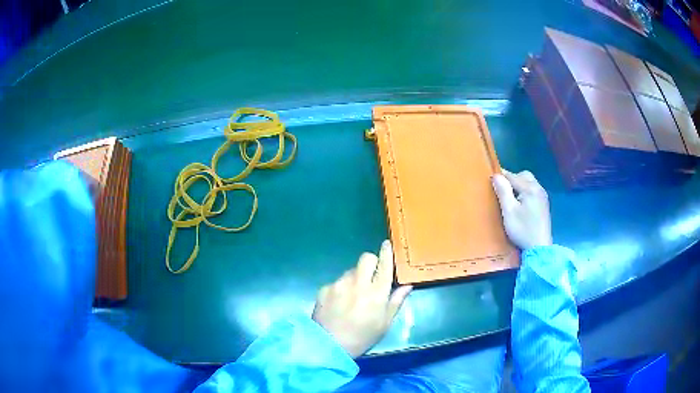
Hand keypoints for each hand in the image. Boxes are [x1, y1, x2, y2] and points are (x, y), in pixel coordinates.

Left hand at [312, 240, 412, 357]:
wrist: (329, 346)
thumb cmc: (362, 337)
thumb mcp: (385, 323)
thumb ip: (396, 301)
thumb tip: (407, 285)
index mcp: (377, 293)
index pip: (384, 265)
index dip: (387, 252)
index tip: (387, 244)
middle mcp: (358, 283)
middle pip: (366, 258)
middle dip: (371, 262)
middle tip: (371, 275)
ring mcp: (339, 284)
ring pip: (351, 270)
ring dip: (355, 277)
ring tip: (353, 295)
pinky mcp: (324, 288)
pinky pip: (337, 281)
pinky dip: (341, 288)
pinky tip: (339, 303)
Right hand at [492, 169, 552, 249]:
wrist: (539, 247)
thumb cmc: (523, 229)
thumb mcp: (509, 212)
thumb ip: (503, 192)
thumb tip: (496, 175)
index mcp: (530, 188)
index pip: (512, 176)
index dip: (501, 177)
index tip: (491, 180)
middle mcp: (538, 188)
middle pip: (524, 175)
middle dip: (512, 179)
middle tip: (503, 190)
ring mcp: (543, 196)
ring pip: (530, 182)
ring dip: (519, 185)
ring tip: (511, 197)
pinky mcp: (544, 204)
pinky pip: (534, 190)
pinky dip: (525, 191)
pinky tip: (521, 203)